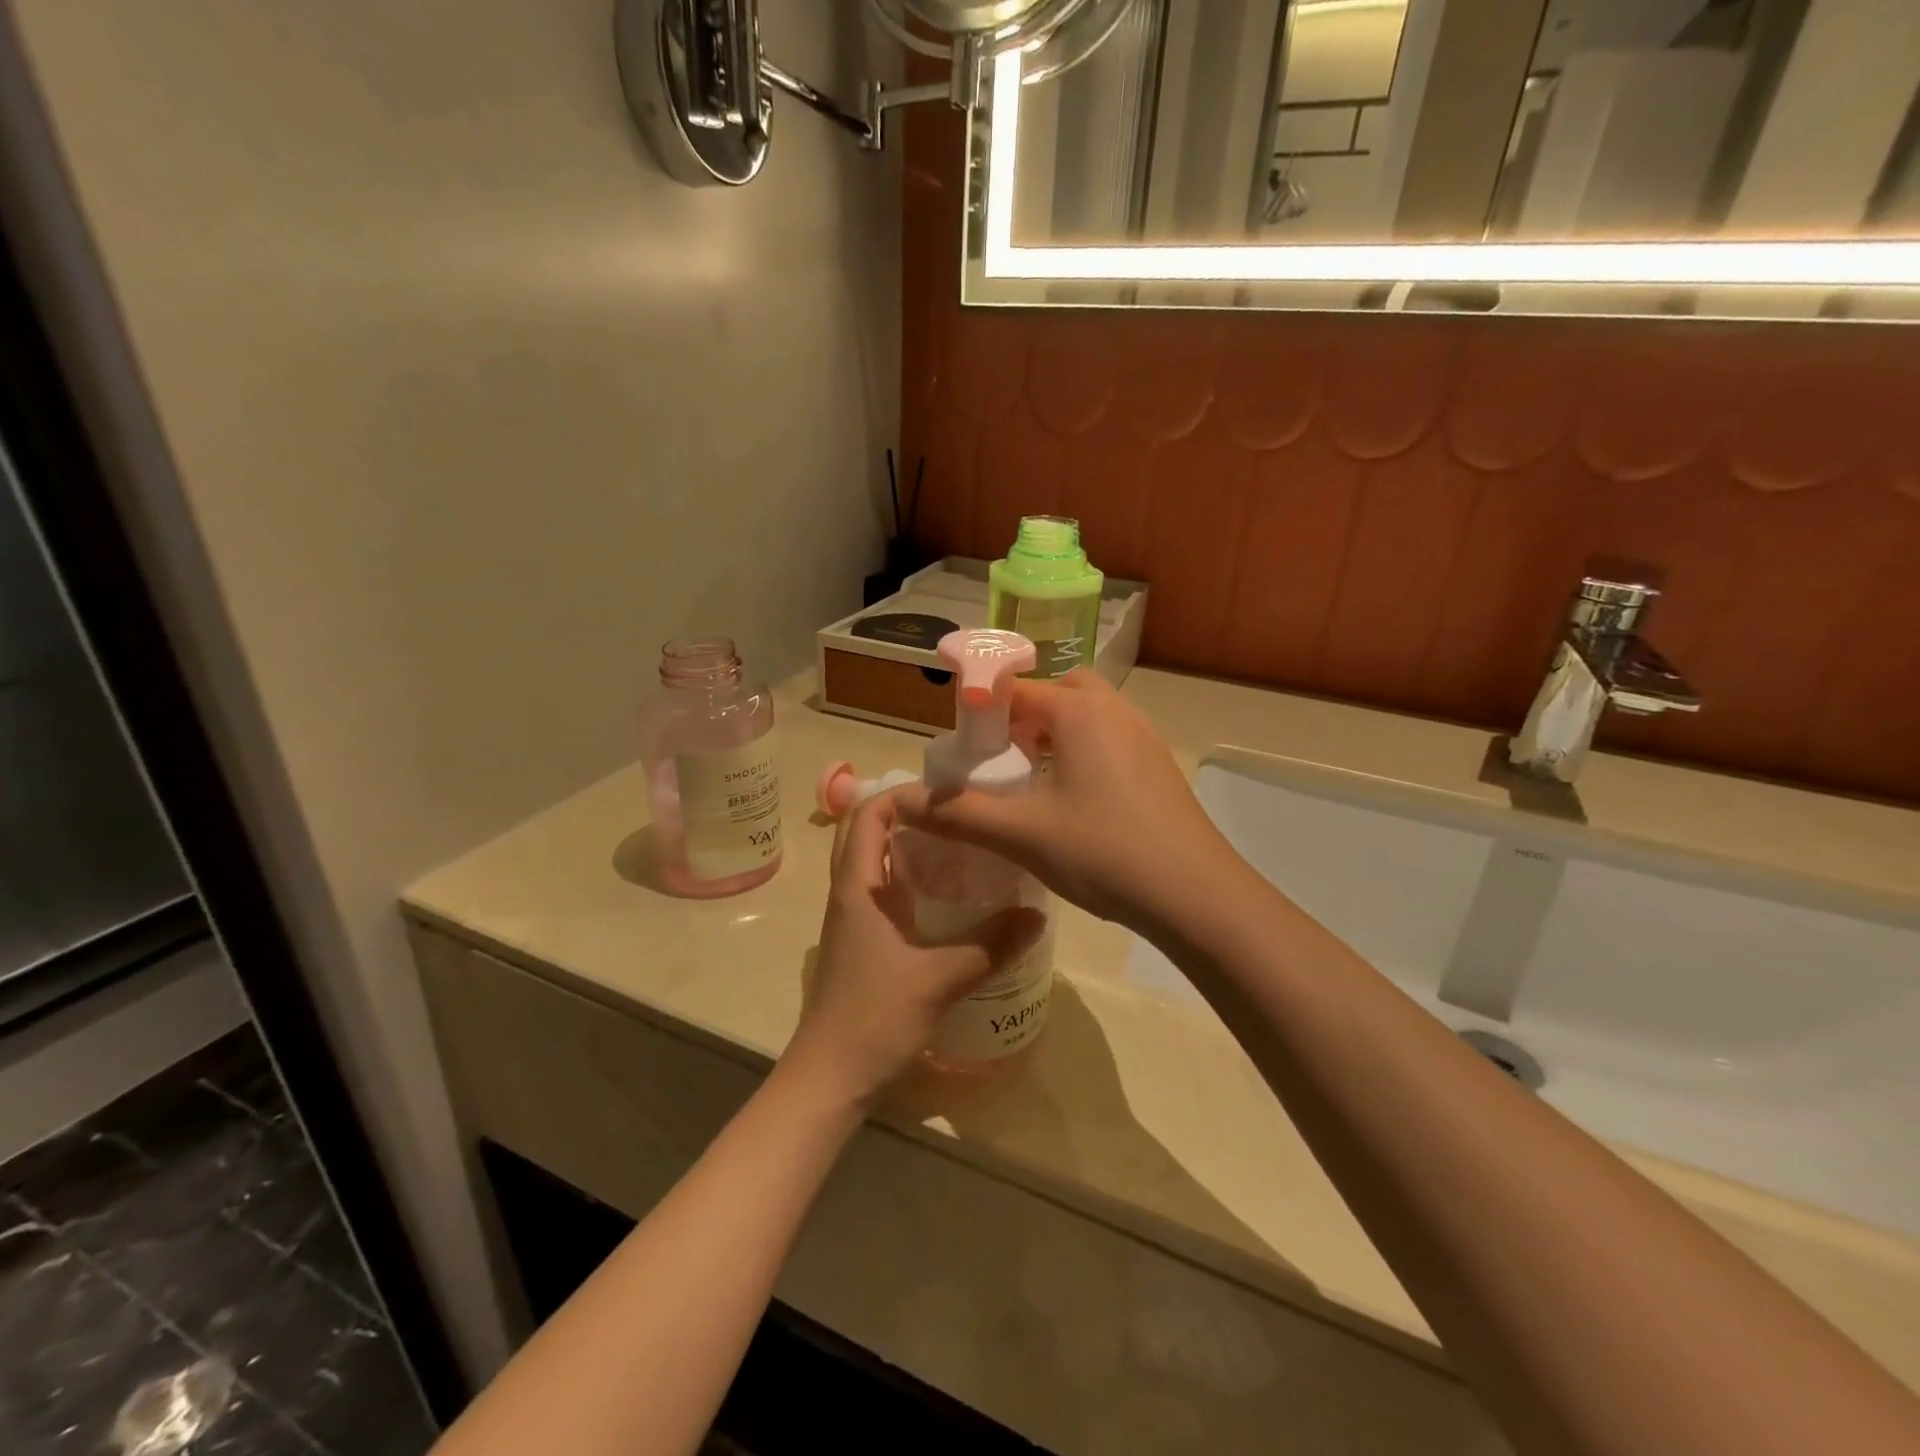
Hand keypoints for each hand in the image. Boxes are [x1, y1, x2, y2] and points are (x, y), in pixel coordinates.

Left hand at [784, 791, 1046, 1107]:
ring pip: (872, 862)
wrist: (830, 1077)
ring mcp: (851, 918)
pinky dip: (908, 879)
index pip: (866, 814)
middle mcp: (849, 892)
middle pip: (864, 831)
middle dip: (904, 814)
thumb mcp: (941, 979)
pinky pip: (881, 892)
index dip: (901, 794)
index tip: (947, 797)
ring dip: (906, 846)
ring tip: (958, 844)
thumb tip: (1038, 915)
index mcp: (857, 886)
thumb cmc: (874, 1017)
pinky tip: (947, 896)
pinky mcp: (860, 941)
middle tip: (955, 816)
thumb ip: (991, 945)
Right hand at [894, 671, 1237, 933]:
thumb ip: (959, 814)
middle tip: (1002, 757)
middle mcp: (1113, 710)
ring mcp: (1142, 736)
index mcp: (1078, 712)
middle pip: (1058, 691)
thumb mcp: (1023, 835)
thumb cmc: (1105, 854)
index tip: (962, 749)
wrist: (1197, 895)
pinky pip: (1110, 738)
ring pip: (1087, 714)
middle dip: (1024, 713)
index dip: (981, 712)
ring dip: (1055, 732)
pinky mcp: (1157, 765)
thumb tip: (903, 801)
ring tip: (1031, 779)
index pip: (1014, 687)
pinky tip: (1073, 801)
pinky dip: (1082, 751)